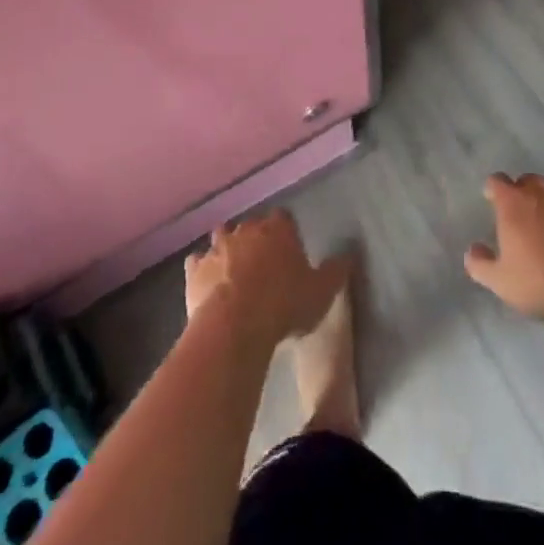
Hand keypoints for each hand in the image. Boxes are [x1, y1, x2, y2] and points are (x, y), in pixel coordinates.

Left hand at [185, 210, 344, 347]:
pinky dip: (201, 269)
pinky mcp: (195, 270)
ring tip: (234, 270)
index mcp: (278, 229)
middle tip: (264, 263)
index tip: (290, 250)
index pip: (284, 218)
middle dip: (256, 239)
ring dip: (227, 248)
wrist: (235, 326)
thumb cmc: (284, 304)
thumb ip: (336, 271)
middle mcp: (246, 230)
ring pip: (221, 237)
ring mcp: (217, 247)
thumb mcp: (322, 292)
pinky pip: (197, 262)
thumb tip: (348, 256)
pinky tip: (206, 282)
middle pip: (252, 226)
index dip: (286, 233)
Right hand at [465, 174, 543, 321]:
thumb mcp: (502, 283)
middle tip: (528, 224)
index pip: (496, 181)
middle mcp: (542, 188)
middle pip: (528, 182)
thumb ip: (480, 264)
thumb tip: (472, 250)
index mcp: (514, 202)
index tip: (494, 203)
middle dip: (525, 197)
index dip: (494, 191)